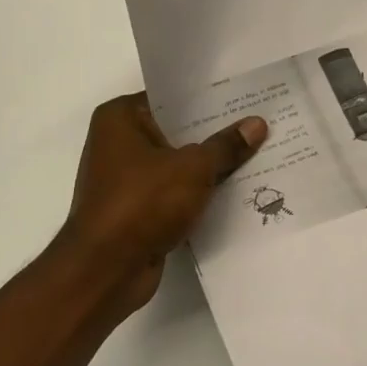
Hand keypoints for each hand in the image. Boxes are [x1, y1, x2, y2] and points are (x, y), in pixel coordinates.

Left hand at [46, 93, 266, 327]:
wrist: (106, 270)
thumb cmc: (143, 203)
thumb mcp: (194, 168)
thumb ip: (226, 146)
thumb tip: (257, 124)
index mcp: (120, 118)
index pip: (172, 97)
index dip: (209, 97)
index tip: (245, 95)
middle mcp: (117, 142)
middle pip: (177, 130)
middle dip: (215, 132)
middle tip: (259, 123)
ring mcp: (125, 179)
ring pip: (178, 163)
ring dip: (210, 165)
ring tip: (257, 153)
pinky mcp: (136, 209)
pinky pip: (175, 192)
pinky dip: (199, 193)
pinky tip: (237, 189)